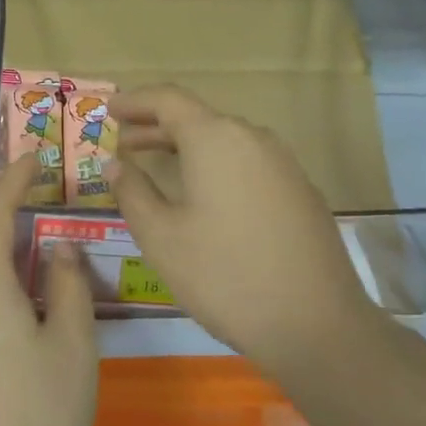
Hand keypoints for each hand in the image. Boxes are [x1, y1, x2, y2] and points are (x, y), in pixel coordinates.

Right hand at [107, 84, 378, 377]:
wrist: (316, 326)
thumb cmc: (224, 276)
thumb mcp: (161, 237)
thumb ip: (132, 192)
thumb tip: (116, 165)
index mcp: (215, 139)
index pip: (168, 99)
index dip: (135, 101)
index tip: (108, 110)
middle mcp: (253, 139)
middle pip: (197, 117)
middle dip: (156, 126)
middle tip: (123, 142)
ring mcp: (283, 165)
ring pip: (225, 141)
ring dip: (186, 147)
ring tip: (157, 167)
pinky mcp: (301, 192)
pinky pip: (247, 163)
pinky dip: (216, 166)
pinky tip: (204, 196)